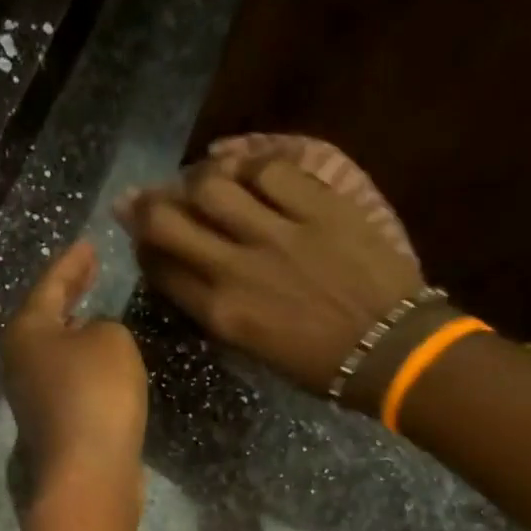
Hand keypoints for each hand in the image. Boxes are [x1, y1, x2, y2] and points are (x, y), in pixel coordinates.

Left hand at [2, 242, 148, 516]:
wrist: (89, 474)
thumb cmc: (96, 394)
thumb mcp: (111, 340)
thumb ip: (104, 326)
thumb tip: (92, 341)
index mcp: (26, 333)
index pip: (50, 285)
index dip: (72, 264)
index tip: (88, 245)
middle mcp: (20, 364)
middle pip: (45, 319)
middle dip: (68, 296)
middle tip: (89, 273)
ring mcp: (32, 400)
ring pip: (55, 353)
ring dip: (75, 333)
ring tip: (96, 315)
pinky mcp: (53, 427)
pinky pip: (69, 382)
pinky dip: (84, 365)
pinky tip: (102, 364)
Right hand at [114, 151, 424, 396]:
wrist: (390, 347)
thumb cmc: (318, 364)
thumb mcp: (253, 349)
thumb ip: (217, 310)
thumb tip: (192, 276)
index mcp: (222, 314)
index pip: (162, 269)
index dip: (143, 250)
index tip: (142, 241)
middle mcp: (237, 268)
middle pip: (170, 222)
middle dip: (146, 208)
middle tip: (140, 200)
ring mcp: (278, 232)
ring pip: (213, 186)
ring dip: (195, 180)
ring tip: (196, 181)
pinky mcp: (318, 205)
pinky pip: (270, 170)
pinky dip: (248, 165)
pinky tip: (243, 169)